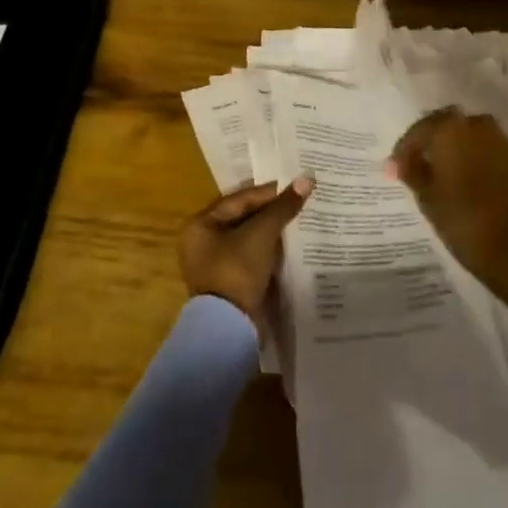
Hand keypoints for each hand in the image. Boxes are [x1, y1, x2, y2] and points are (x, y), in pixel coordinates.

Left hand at [178, 177, 312, 322]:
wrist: (229, 327)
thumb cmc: (237, 270)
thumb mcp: (261, 234)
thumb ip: (282, 207)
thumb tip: (306, 180)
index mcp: (201, 225)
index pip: (239, 199)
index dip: (269, 192)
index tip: (295, 187)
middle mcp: (202, 242)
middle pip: (243, 217)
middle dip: (271, 211)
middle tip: (299, 201)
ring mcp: (215, 264)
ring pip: (248, 238)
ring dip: (271, 231)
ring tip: (299, 220)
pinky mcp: (229, 282)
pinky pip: (250, 256)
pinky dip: (268, 250)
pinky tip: (289, 245)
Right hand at [388, 108, 507, 313]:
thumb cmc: (463, 220)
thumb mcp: (427, 197)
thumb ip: (411, 171)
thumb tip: (395, 162)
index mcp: (450, 129)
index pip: (419, 130)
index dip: (404, 149)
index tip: (394, 169)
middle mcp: (476, 125)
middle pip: (445, 125)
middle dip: (429, 142)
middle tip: (415, 165)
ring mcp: (499, 139)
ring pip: (466, 134)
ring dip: (451, 147)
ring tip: (438, 172)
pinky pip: (484, 147)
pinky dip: (470, 155)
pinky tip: (460, 177)